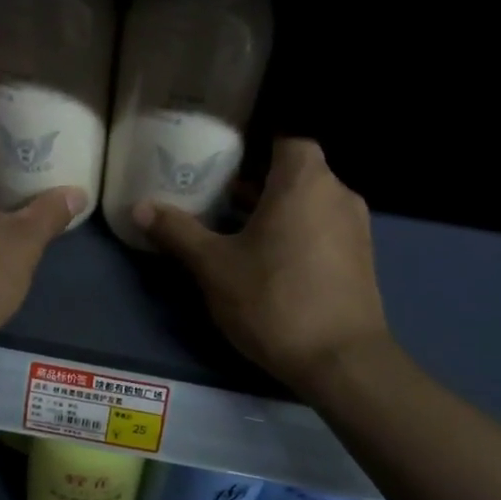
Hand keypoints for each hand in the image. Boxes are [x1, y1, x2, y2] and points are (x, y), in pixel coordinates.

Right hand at [135, 139, 388, 394]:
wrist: (341, 361)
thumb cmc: (274, 300)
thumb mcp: (214, 267)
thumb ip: (178, 232)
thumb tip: (140, 207)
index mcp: (304, 181)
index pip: (286, 138)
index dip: (255, 144)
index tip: (224, 159)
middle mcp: (337, 194)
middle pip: (296, 171)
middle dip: (258, 181)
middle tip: (218, 195)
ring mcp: (355, 227)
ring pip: (310, 202)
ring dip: (276, 209)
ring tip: (235, 229)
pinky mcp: (360, 259)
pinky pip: (323, 228)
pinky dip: (297, 232)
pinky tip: (268, 260)